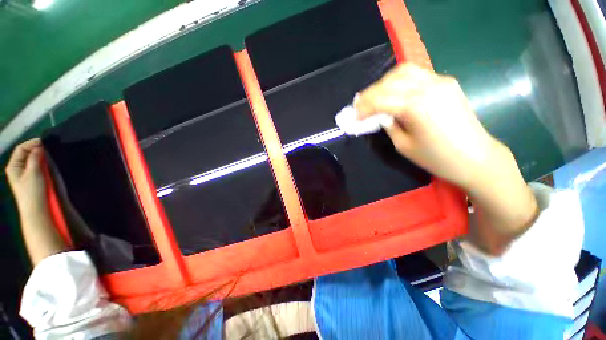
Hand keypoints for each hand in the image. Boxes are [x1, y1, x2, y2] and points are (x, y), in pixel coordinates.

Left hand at [5, 139, 46, 210]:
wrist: (36, 210)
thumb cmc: (33, 191)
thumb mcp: (34, 172)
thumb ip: (35, 157)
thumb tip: (39, 146)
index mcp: (13, 166)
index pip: (21, 148)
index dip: (31, 143)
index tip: (44, 142)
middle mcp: (17, 168)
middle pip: (26, 154)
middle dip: (36, 150)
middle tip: (48, 149)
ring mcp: (24, 175)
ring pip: (31, 160)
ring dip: (39, 157)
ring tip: (48, 156)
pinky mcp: (31, 179)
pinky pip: (35, 167)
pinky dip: (41, 163)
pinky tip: (47, 164)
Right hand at [356, 64, 537, 254]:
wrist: (475, 157)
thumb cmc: (436, 158)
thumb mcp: (403, 145)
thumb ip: (389, 125)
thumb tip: (380, 115)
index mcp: (416, 106)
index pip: (380, 99)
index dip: (364, 107)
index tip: (354, 115)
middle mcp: (428, 87)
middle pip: (390, 80)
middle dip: (371, 92)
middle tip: (360, 104)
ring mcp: (440, 81)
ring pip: (404, 72)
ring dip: (384, 83)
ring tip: (375, 96)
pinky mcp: (447, 83)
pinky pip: (417, 75)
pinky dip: (400, 82)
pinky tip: (394, 93)